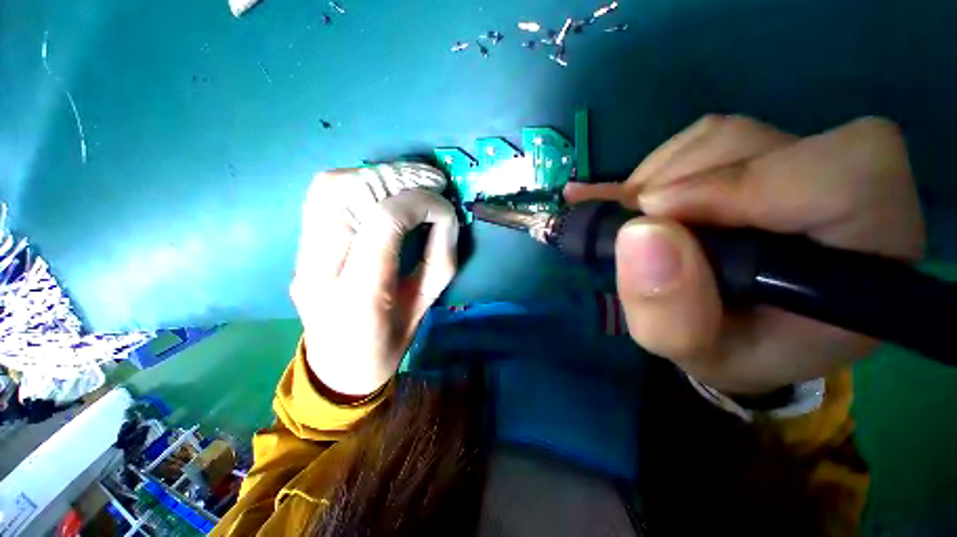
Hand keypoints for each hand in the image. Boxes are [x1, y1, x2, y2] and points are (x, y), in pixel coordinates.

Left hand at [291, 163, 458, 395]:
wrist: (336, 368)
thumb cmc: (387, 345)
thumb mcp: (424, 307)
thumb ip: (438, 258)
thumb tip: (444, 216)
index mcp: (359, 294)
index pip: (385, 221)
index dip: (419, 203)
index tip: (443, 207)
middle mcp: (320, 268)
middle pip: (350, 193)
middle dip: (398, 180)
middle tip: (430, 182)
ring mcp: (302, 255)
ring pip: (330, 186)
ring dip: (376, 176)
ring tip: (409, 184)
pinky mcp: (300, 248)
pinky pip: (322, 196)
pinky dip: (357, 182)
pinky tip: (382, 192)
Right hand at [565, 116, 924, 393]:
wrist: (739, 328)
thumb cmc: (735, 350)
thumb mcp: (695, 355)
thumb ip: (670, 316)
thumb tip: (640, 233)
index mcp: (867, 257)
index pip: (848, 175)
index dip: (749, 182)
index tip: (659, 215)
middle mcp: (842, 192)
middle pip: (759, 145)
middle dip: (678, 185)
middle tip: (639, 230)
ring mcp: (795, 162)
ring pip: (720, 136)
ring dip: (661, 179)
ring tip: (644, 224)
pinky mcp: (754, 153)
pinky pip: (698, 140)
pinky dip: (658, 170)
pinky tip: (651, 206)